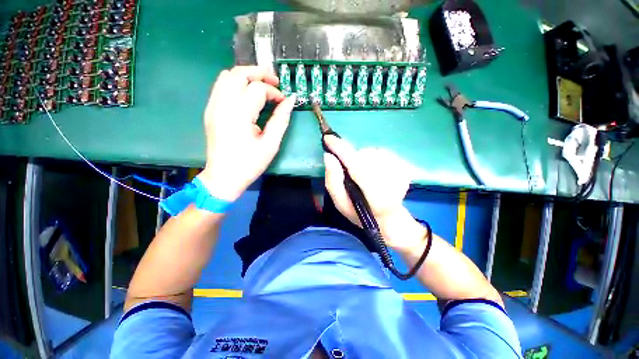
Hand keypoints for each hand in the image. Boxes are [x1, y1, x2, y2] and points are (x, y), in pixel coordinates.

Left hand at [198, 66, 295, 200]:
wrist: (223, 177)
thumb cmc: (249, 164)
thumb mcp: (270, 144)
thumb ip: (281, 120)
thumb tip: (290, 100)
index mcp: (239, 113)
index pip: (258, 89)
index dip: (274, 93)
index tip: (284, 103)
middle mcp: (222, 104)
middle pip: (239, 73)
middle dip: (260, 73)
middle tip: (275, 83)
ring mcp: (213, 106)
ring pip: (227, 75)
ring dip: (247, 76)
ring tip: (262, 87)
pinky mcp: (210, 110)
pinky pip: (221, 86)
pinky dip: (236, 84)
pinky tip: (247, 96)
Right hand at [324, 135, 423, 249]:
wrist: (389, 219)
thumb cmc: (361, 214)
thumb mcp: (341, 204)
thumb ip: (333, 182)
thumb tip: (329, 156)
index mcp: (376, 197)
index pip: (358, 168)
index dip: (342, 151)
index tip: (328, 138)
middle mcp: (393, 183)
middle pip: (365, 157)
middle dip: (352, 158)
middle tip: (350, 173)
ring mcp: (403, 173)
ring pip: (373, 152)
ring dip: (363, 159)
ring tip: (363, 175)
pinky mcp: (407, 167)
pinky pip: (382, 152)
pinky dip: (373, 158)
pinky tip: (374, 171)